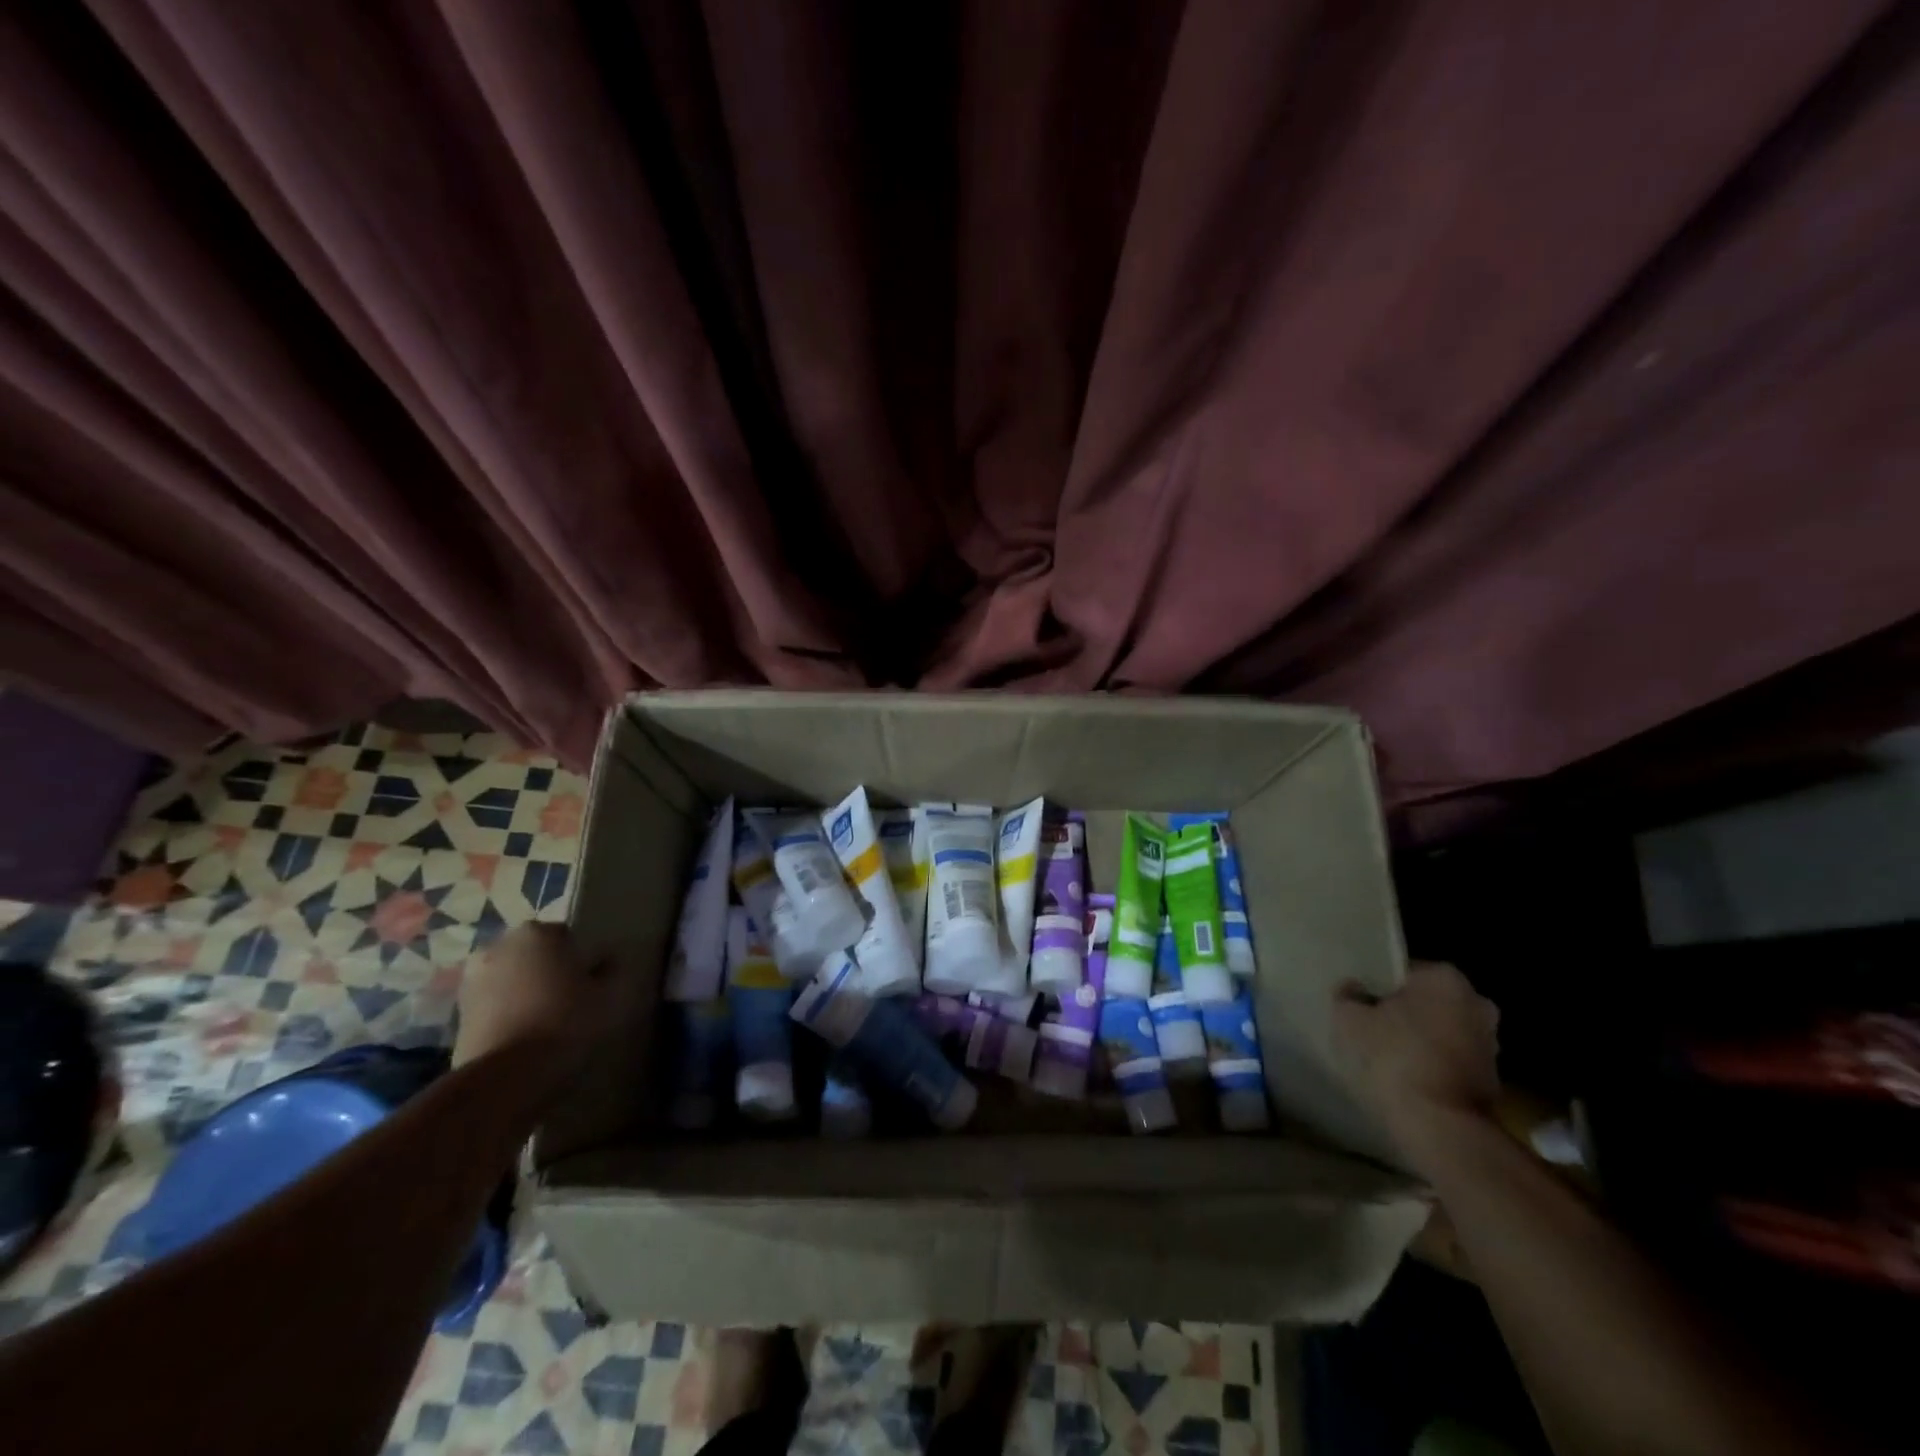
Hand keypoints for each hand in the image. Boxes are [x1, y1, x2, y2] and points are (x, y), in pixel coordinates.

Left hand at [453, 922, 606, 1067]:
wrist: (506, 1078)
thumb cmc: (566, 1023)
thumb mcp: (611, 996)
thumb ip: (614, 971)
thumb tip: (608, 962)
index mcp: (538, 932)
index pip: (568, 936)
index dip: (582, 959)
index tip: (592, 983)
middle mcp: (500, 946)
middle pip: (535, 954)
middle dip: (549, 971)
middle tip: (570, 1000)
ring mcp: (472, 980)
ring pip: (512, 979)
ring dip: (525, 992)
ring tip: (546, 1022)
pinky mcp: (457, 1014)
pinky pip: (494, 1005)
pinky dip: (507, 1014)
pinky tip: (525, 1037)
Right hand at [1333, 961, 1500, 1154]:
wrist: (1440, 1125)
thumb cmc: (1394, 1057)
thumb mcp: (1349, 1019)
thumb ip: (1348, 995)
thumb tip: (1353, 988)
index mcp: (1444, 977)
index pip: (1404, 971)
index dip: (1380, 986)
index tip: (1363, 1004)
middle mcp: (1477, 1002)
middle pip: (1428, 1000)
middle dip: (1407, 1011)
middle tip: (1375, 1027)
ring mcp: (1490, 1042)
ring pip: (1444, 1030)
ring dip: (1424, 1039)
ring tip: (1391, 1056)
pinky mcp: (1494, 1079)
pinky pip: (1453, 1059)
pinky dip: (1435, 1064)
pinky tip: (1410, 1077)